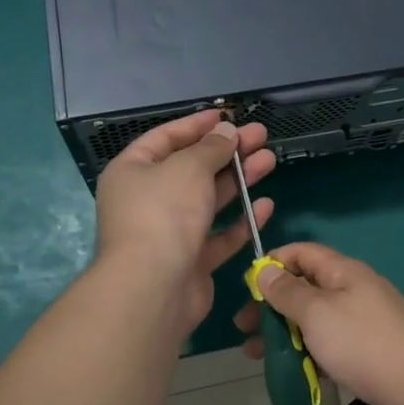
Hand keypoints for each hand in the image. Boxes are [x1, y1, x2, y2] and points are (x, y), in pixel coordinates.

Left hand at [93, 110, 275, 335]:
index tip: (228, 115)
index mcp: (133, 171)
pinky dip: (240, 221)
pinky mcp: (189, 261)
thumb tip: (226, 131)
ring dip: (239, 180)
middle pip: (192, 168)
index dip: (197, 125)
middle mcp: (147, 200)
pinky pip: (217, 236)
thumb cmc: (164, 213)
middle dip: (227, 151)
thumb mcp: (188, 167)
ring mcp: (169, 233)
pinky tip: (264, 205)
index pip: (166, 138)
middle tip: (261, 136)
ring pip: (208, 200)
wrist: (153, 289)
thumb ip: (211, 147)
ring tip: (270, 160)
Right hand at [234, 242, 403, 404]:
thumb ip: (287, 291)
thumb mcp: (316, 313)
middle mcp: (354, 290)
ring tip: (257, 355)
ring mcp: (364, 321)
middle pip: (305, 287)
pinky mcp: (370, 352)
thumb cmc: (362, 343)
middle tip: (244, 328)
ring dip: (285, 333)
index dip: (273, 263)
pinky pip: (330, 345)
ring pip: (315, 320)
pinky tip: (292, 373)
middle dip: (272, 305)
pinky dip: (308, 354)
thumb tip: (266, 270)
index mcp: (343, 271)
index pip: (302, 252)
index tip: (247, 286)